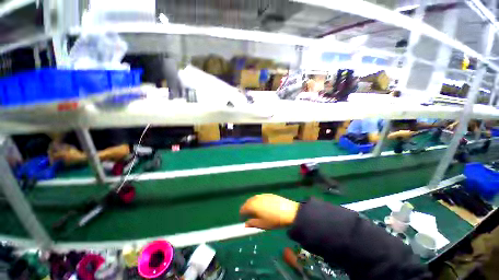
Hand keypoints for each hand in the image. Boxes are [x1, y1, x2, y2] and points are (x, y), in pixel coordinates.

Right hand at [240, 194, 298, 229]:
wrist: (288, 211)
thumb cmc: (274, 220)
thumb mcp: (262, 225)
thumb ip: (252, 223)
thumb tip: (245, 224)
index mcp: (252, 205)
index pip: (243, 208)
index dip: (241, 214)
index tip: (242, 219)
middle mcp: (256, 198)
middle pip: (248, 202)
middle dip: (246, 208)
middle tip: (248, 215)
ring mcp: (263, 195)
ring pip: (254, 199)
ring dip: (252, 204)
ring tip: (255, 211)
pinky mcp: (269, 194)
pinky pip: (260, 197)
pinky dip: (258, 201)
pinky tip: (263, 206)